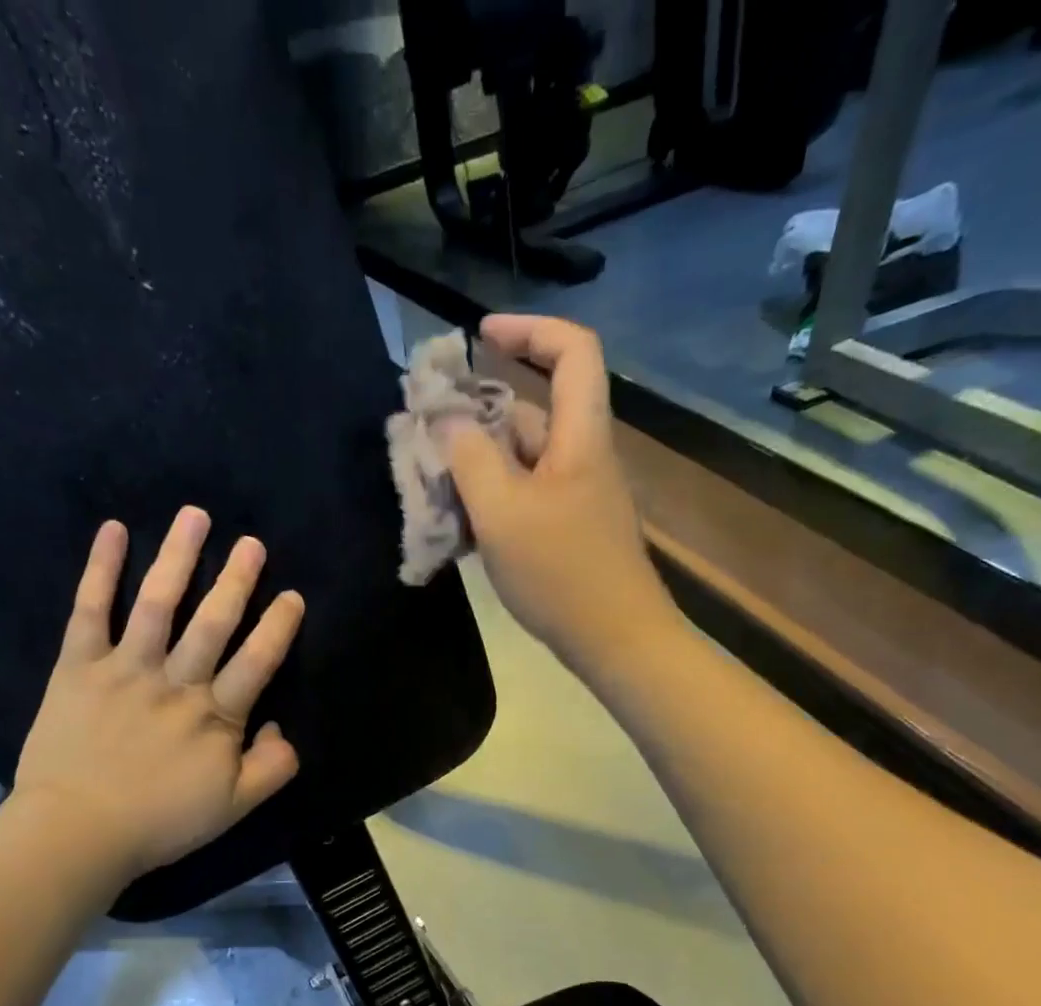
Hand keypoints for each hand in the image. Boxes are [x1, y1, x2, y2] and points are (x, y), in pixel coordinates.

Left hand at [12, 507, 304, 879]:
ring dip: (178, 557)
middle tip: (252, 543)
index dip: (278, 627)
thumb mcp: (235, 808)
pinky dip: (100, 569)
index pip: (257, 661)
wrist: (76, 833)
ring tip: (195, 517)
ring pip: (158, 604)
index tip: (293, 596)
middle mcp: (176, 682)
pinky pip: (90, 611)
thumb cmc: (160, 822)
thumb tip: (281, 727)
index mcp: (216, 716)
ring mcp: (126, 669)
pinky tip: (113, 531)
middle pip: (213, 622)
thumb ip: (273, 768)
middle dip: (237, 579)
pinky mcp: (79, 667)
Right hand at [446, 315, 679, 676]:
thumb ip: (469, 458)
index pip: (572, 350)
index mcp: (579, 436)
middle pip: (530, 410)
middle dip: (475, 415)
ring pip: (519, 460)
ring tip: (430, 486)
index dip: (528, 329)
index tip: (478, 335)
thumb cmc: (561, 572)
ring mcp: (574, 497)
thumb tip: (447, 420)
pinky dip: (489, 500)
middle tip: (425, 436)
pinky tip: (457, 525)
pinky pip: (521, 497)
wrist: (615, 640)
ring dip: (475, 465)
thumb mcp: (502, 511)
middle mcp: (580, 456)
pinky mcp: (566, 530)